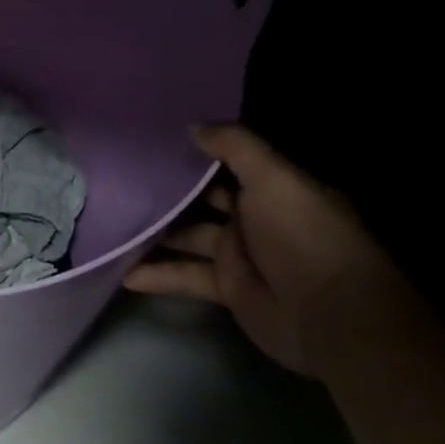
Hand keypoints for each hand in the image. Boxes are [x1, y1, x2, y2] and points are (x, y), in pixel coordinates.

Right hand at [124, 124, 412, 375]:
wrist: (332, 317)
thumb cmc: (305, 237)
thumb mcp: (274, 179)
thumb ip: (235, 147)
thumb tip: (191, 126)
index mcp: (274, 189)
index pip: (228, 164)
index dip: (194, 151)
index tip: (151, 139)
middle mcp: (256, 218)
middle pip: (203, 199)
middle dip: (168, 190)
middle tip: (120, 177)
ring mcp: (241, 255)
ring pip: (189, 236)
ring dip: (156, 233)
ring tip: (112, 221)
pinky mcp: (229, 288)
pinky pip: (186, 276)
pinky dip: (157, 276)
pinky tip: (124, 273)